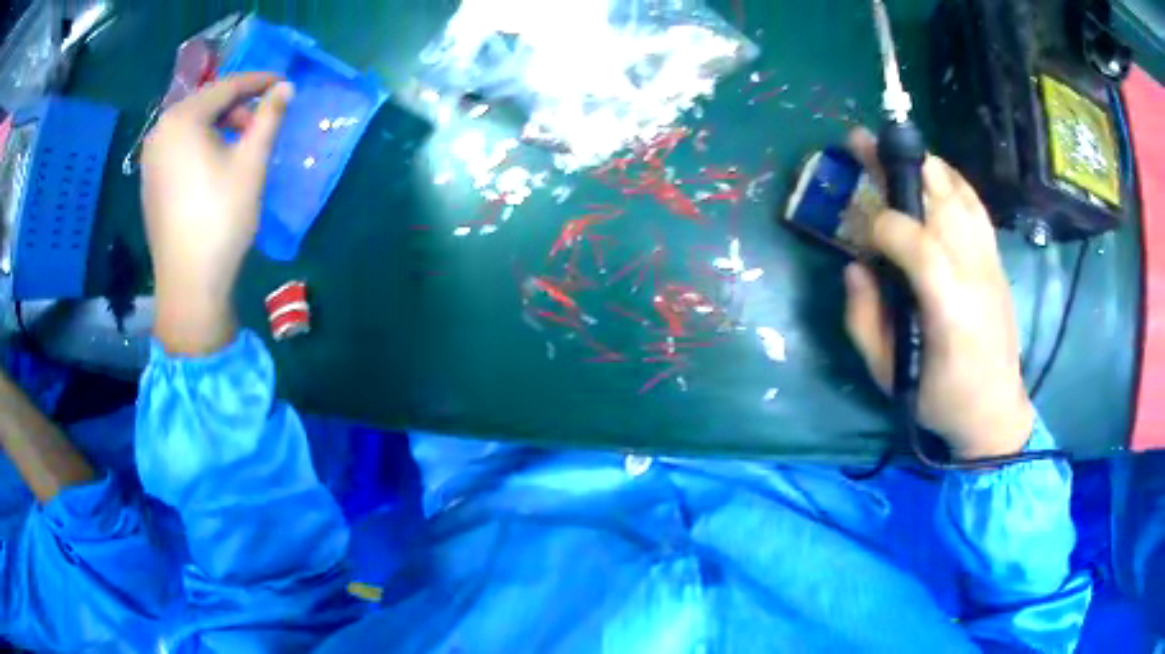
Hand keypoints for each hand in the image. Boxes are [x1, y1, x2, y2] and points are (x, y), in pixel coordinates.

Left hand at [141, 73, 293, 355]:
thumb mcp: (251, 163)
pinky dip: (201, 146)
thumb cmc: (221, 218)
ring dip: (219, 127)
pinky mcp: (149, 182)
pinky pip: (179, 148)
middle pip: (206, 104)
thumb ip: (269, 117)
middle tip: (261, 125)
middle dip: (237, 107)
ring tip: (240, 147)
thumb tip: (286, 87)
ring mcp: (150, 159)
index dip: (259, 82)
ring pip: (191, 126)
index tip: (284, 83)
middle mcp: (159, 132)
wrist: (189, 284)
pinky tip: (215, 166)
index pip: (227, 86)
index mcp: (182, 119)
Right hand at [842, 128, 1034, 459]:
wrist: (995, 409)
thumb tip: (854, 267)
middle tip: (861, 143)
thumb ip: (863, 320)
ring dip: (924, 166)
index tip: (861, 232)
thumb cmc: (940, 400)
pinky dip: (953, 181)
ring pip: (959, 193)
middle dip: (897, 166)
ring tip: (893, 153)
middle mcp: (975, 273)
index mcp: (949, 308)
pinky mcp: (997, 260)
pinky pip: (976, 205)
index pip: (917, 242)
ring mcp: (991, 262)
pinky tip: (934, 174)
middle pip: (941, 199)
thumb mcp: (888, 376)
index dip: (883, 225)